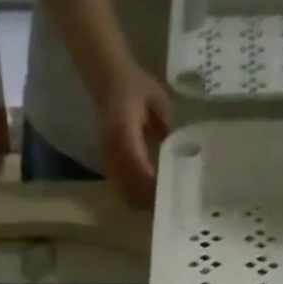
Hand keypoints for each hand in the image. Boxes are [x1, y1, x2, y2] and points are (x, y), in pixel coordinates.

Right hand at [94, 65, 170, 207]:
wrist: (106, 78)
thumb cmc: (134, 85)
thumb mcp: (157, 100)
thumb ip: (165, 126)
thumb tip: (176, 150)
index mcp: (125, 135)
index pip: (140, 171)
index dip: (154, 187)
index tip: (171, 195)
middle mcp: (114, 152)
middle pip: (130, 189)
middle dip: (148, 201)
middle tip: (169, 205)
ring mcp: (108, 159)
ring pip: (124, 192)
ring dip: (140, 201)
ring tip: (160, 204)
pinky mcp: (107, 163)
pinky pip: (119, 186)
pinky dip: (133, 194)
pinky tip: (147, 195)